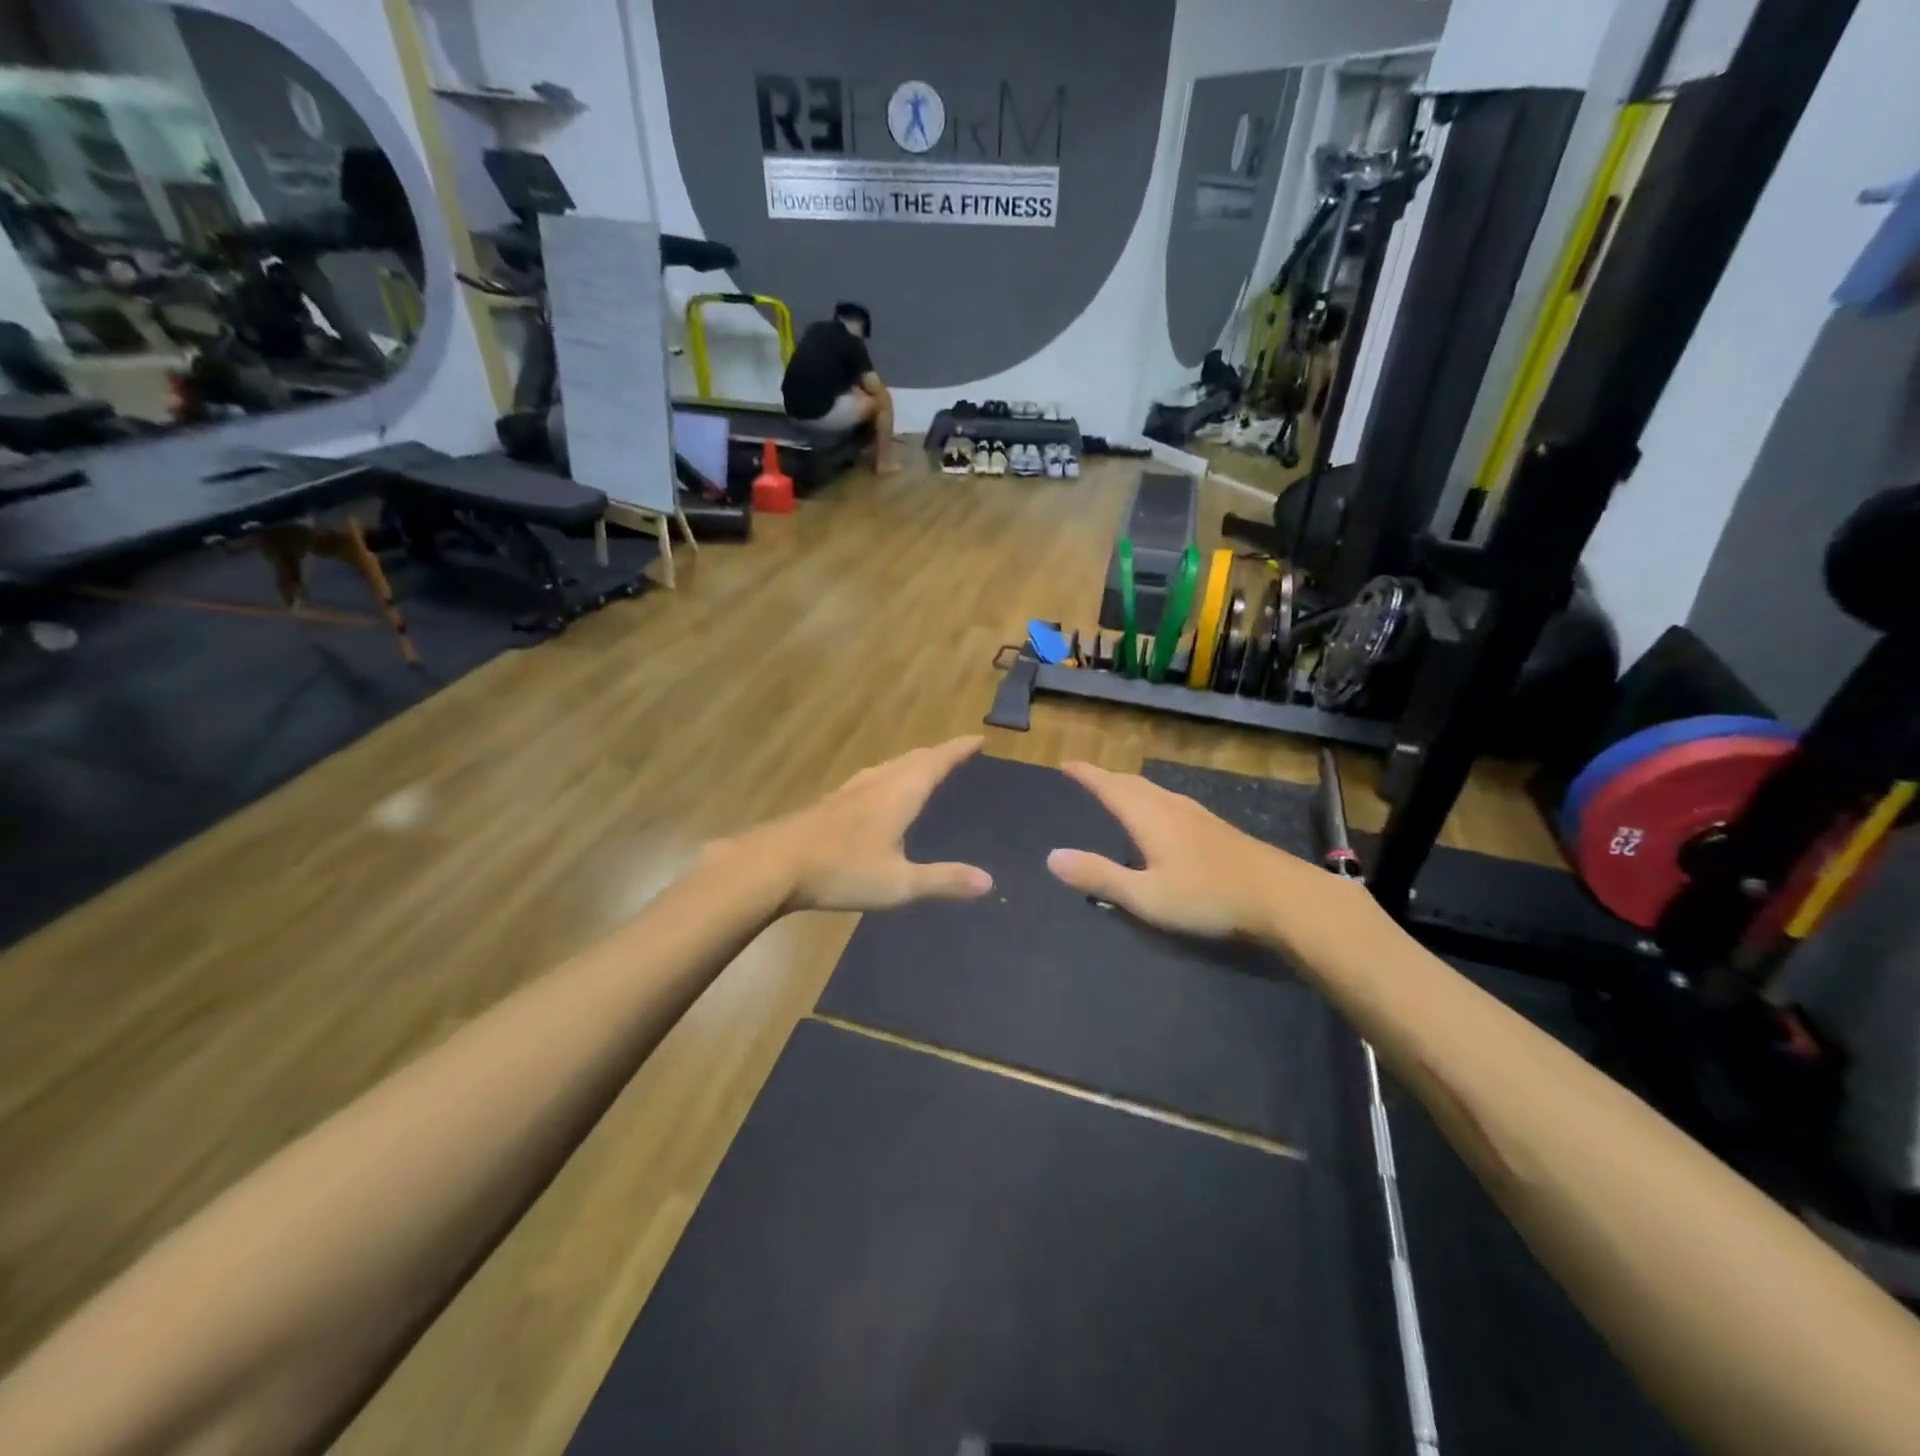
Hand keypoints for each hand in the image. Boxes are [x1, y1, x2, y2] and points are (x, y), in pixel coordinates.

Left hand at [762, 736, 993, 912]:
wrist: (775, 865)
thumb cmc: (843, 870)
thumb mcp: (900, 883)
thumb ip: (944, 880)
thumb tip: (988, 881)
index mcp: (899, 794)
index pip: (936, 762)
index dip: (958, 750)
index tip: (978, 739)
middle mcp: (876, 783)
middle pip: (912, 759)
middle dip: (937, 754)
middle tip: (956, 753)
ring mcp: (849, 791)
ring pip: (888, 767)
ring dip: (911, 763)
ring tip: (922, 768)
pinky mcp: (830, 805)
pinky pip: (871, 779)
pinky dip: (889, 777)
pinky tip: (877, 793)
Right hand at [1045, 761, 1350, 942]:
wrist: (1283, 897)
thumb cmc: (1208, 896)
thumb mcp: (1146, 895)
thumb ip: (1099, 877)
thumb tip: (1051, 857)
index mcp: (1149, 816)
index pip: (1109, 786)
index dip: (1087, 775)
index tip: (1066, 764)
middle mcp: (1171, 807)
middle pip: (1133, 783)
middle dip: (1107, 778)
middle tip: (1087, 777)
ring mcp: (1199, 816)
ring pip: (1155, 791)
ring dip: (1131, 788)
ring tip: (1118, 793)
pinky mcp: (1217, 829)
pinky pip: (1172, 802)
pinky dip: (1152, 800)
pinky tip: (1162, 818)